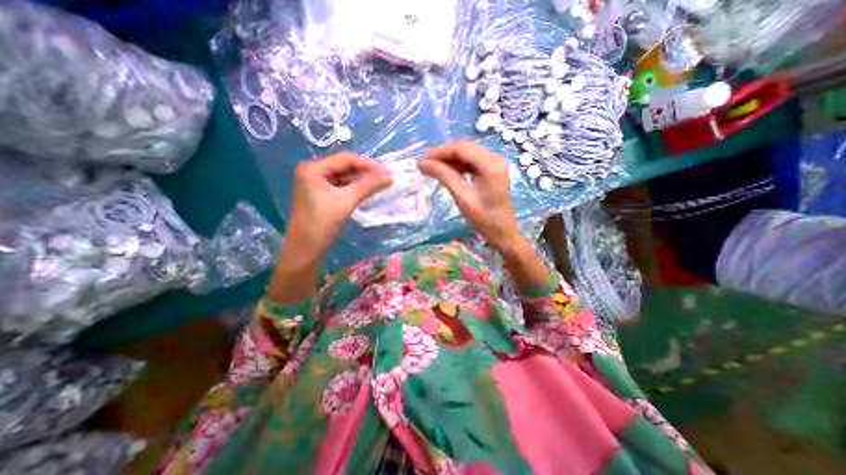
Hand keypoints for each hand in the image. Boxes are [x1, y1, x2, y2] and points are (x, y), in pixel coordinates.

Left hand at [282, 153, 390, 261]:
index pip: (346, 159)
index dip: (368, 164)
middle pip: (344, 166)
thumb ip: (368, 186)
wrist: (305, 250)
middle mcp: (312, 171)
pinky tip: (366, 191)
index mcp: (313, 168)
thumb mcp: (346, 202)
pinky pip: (340, 186)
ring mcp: (315, 183)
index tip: (387, 172)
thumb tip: (389, 177)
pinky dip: (354, 188)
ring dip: (361, 180)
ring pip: (343, 177)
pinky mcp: (320, 194)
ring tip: (379, 184)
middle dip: (365, 172)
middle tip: (385, 178)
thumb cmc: (321, 224)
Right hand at [416, 139, 523, 253]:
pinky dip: (458, 165)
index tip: (421, 161)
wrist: (502, 232)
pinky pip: (472, 161)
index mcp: (490, 164)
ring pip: (467, 153)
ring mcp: (495, 163)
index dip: (439, 152)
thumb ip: (444, 176)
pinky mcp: (493, 170)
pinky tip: (446, 171)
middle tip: (424, 164)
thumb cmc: (483, 219)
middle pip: (464, 148)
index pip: (460, 149)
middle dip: (443, 155)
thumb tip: (423, 163)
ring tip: (432, 168)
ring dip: (449, 159)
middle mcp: (495, 158)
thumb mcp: (462, 197)